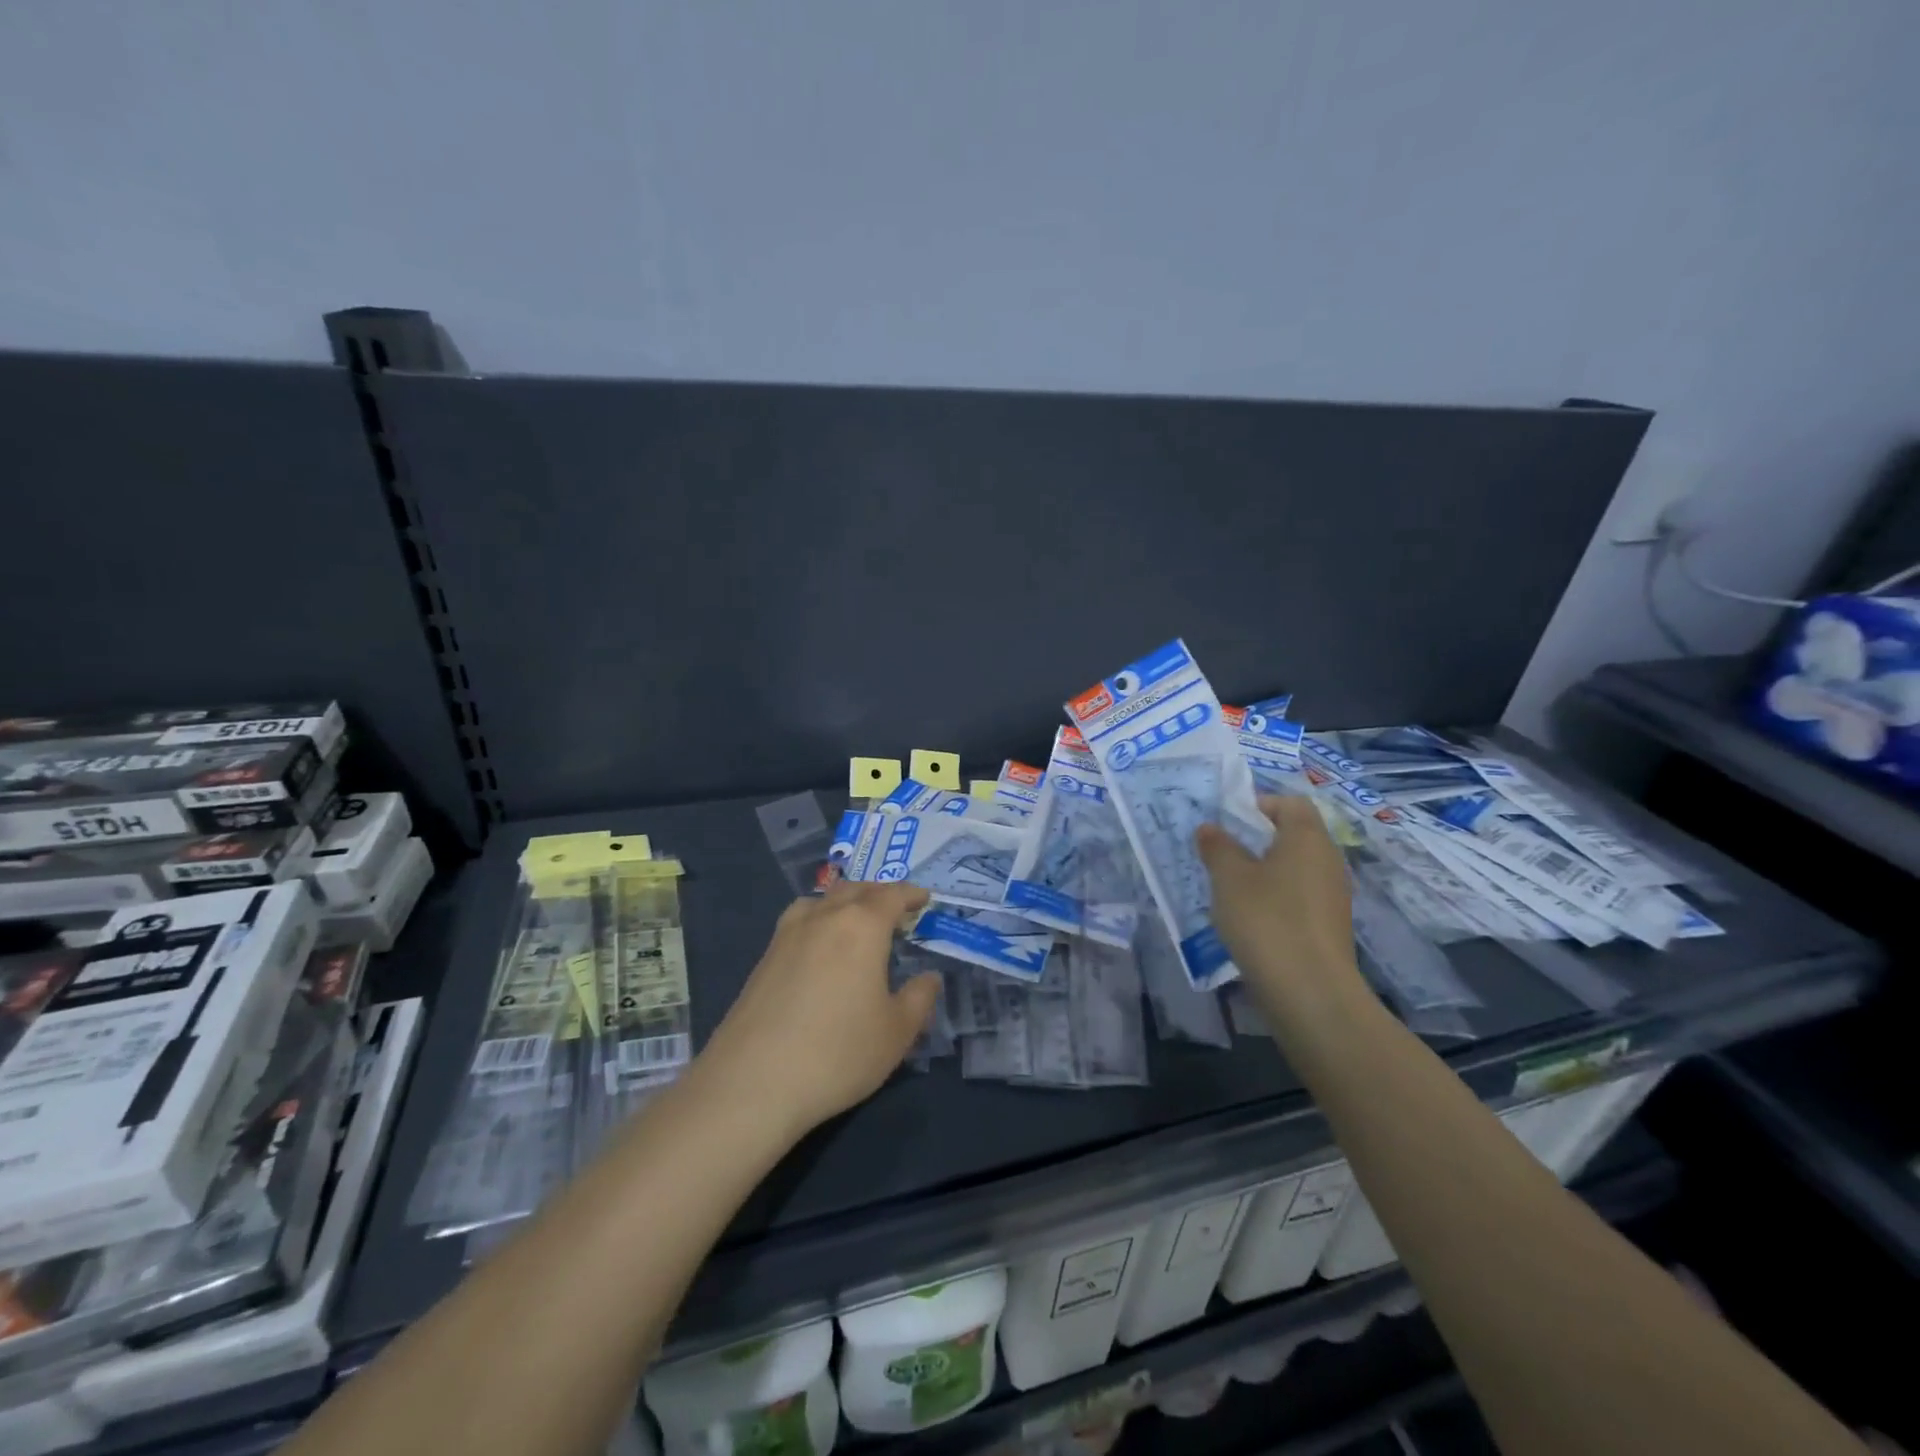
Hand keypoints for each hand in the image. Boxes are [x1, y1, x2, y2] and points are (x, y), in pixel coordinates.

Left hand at [696, 881, 940, 1138]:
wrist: (753, 1082)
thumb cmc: (838, 1053)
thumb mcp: (897, 1033)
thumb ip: (919, 999)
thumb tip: (929, 978)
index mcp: (862, 926)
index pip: (892, 895)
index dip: (911, 894)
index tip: (924, 899)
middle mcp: (824, 917)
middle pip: (856, 889)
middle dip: (879, 894)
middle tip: (896, 910)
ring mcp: (788, 934)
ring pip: (823, 900)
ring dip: (846, 901)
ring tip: (857, 920)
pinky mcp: (764, 957)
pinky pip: (800, 920)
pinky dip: (819, 918)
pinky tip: (820, 945)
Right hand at [1196, 796, 1367, 1024]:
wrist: (1310, 993)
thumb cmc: (1266, 921)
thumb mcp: (1229, 878)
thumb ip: (1217, 847)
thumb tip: (1210, 827)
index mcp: (1307, 837)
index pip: (1290, 803)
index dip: (1258, 805)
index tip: (1227, 825)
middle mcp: (1328, 859)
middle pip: (1294, 834)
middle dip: (1257, 840)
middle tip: (1222, 855)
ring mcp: (1333, 894)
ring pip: (1295, 867)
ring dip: (1265, 871)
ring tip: (1231, 889)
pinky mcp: (1330, 925)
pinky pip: (1300, 896)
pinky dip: (1276, 898)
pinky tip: (1251, 920)